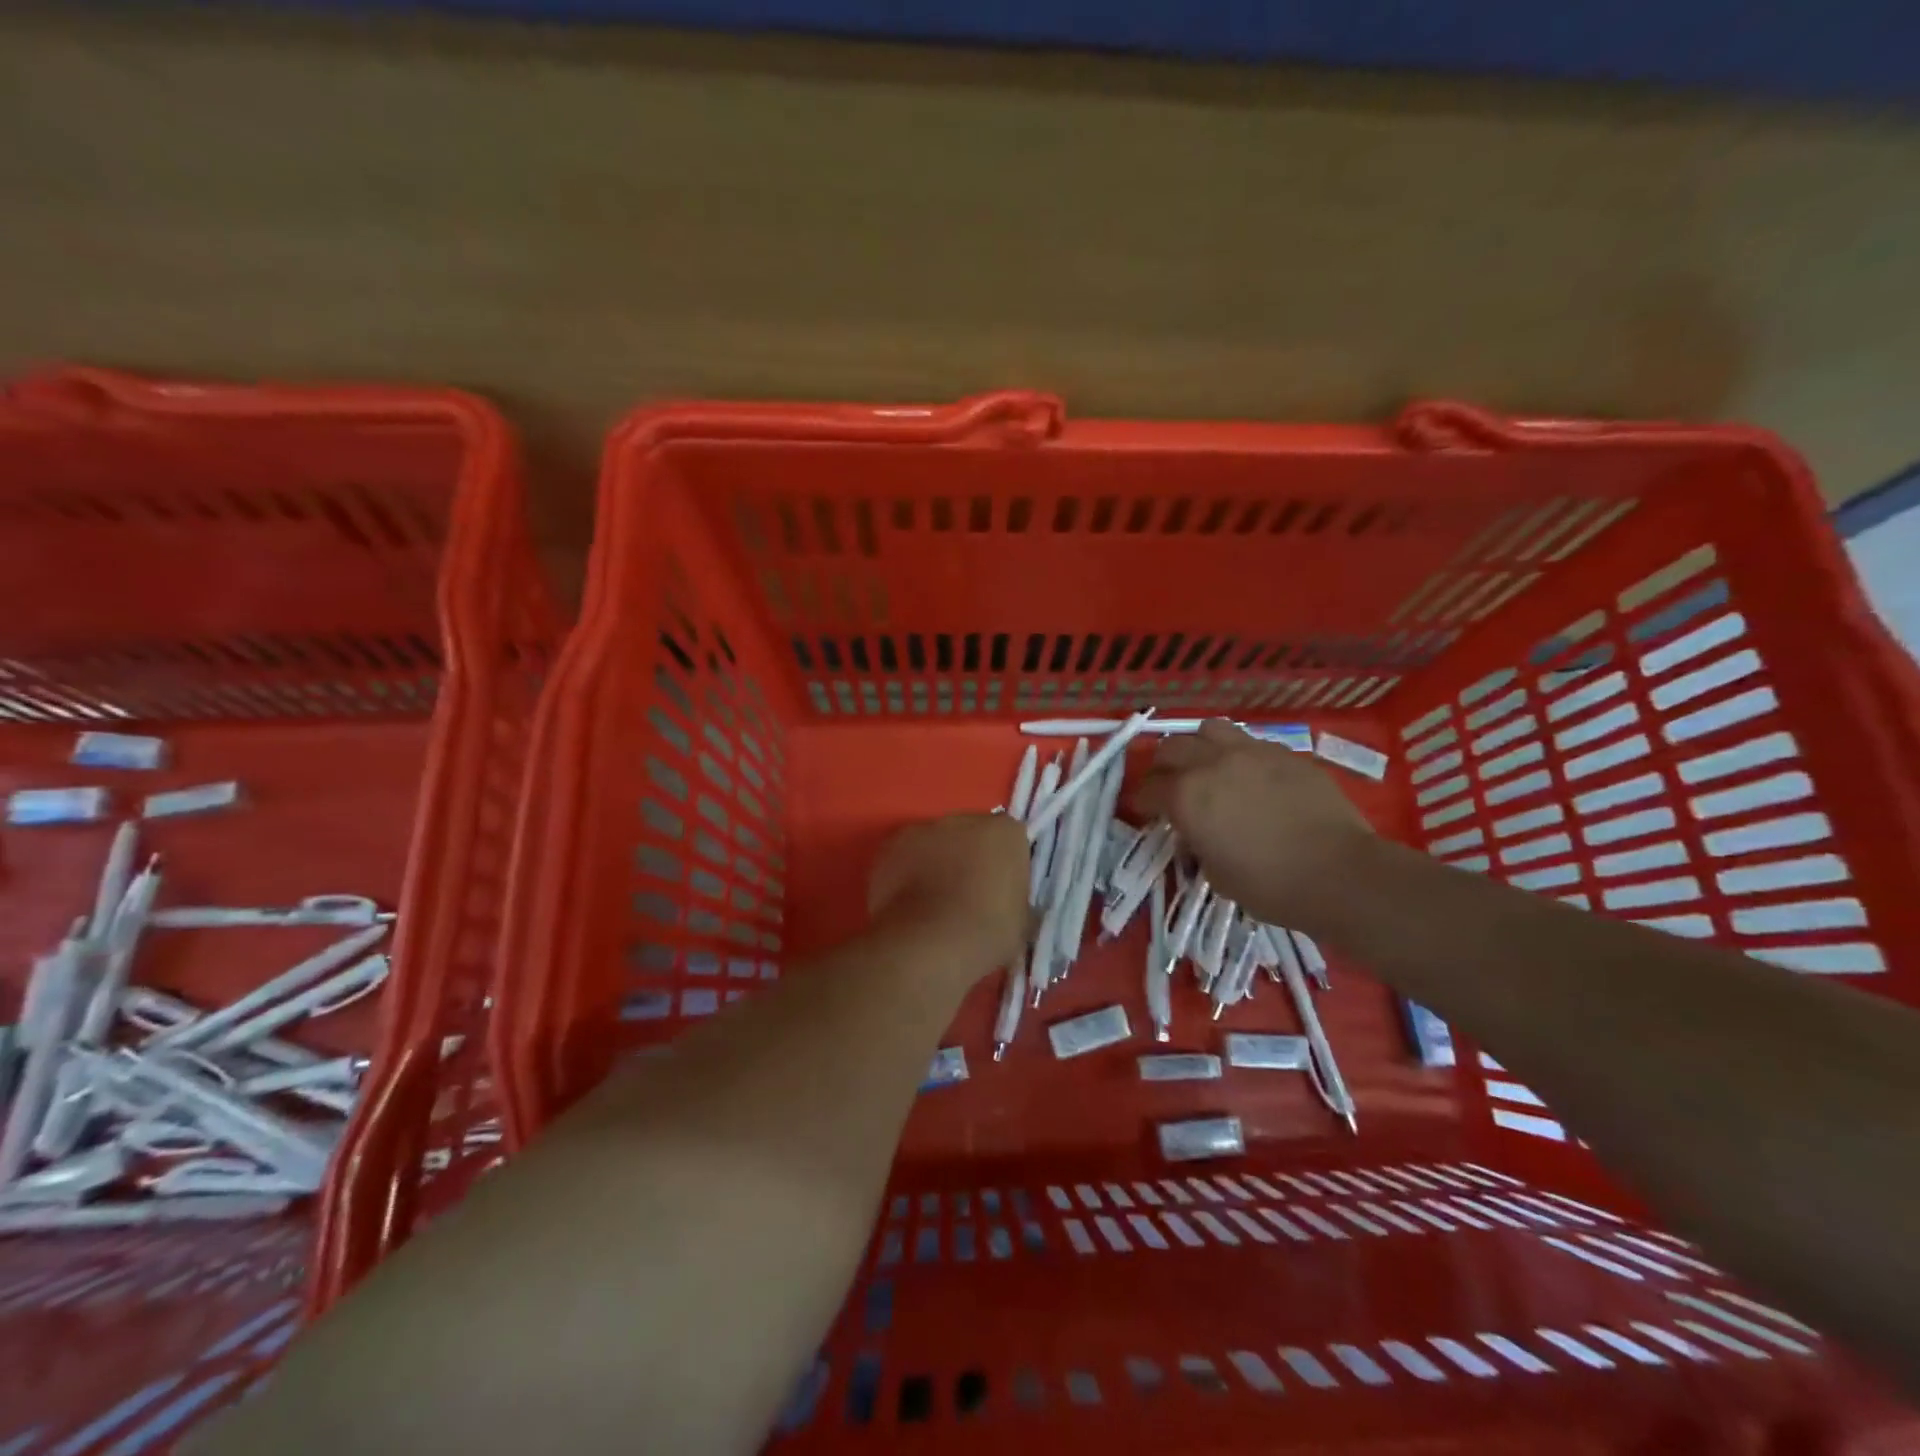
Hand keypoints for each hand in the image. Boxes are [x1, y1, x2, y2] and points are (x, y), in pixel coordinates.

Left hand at [868, 813, 1030, 973]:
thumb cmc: (986, 933)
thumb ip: (1017, 903)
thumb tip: (1010, 908)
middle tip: (968, 896)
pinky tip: (908, 905)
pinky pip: (904, 857)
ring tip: (933, 903)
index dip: (1005, 866)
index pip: (1010, 840)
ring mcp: (921, 830)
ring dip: (935, 862)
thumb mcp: (1021, 923)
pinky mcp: (888, 847)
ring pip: (934, 843)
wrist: (928, 944)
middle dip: (969, 858)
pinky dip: (906, 874)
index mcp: (1004, 833)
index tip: (1001, 892)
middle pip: (970, 834)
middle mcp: (963, 820)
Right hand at [1132, 719, 1374, 928]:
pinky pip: (1250, 742)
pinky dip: (1239, 754)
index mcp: (1186, 796)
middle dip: (1163, 767)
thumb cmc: (1269, 885)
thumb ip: (1197, 844)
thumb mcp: (1215, 874)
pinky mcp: (1285, 753)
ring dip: (1199, 745)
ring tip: (1206, 765)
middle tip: (1169, 785)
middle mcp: (1212, 763)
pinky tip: (1250, 775)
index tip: (1143, 810)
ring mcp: (1251, 752)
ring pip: (1209, 729)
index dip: (1141, 801)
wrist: (1339, 873)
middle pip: (1171, 748)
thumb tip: (1197, 833)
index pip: (1149, 789)